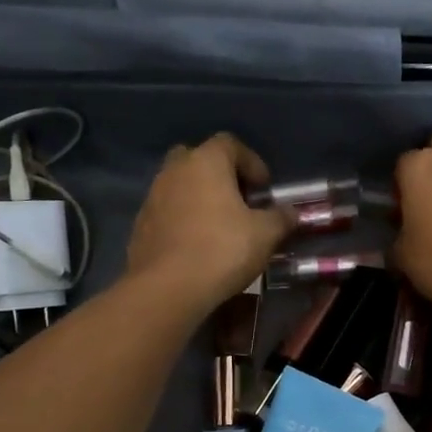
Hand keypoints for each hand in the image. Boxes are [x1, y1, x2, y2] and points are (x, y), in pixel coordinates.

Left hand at [127, 133, 291, 313]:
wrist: (167, 288)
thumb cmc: (222, 250)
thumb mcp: (265, 234)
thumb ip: (281, 218)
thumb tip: (290, 213)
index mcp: (205, 162)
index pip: (230, 144)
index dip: (251, 162)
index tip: (264, 188)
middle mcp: (174, 171)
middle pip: (198, 159)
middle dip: (219, 175)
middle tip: (238, 200)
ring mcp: (152, 197)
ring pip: (179, 186)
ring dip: (199, 198)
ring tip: (219, 226)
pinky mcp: (140, 225)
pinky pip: (167, 212)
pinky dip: (182, 220)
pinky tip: (196, 245)